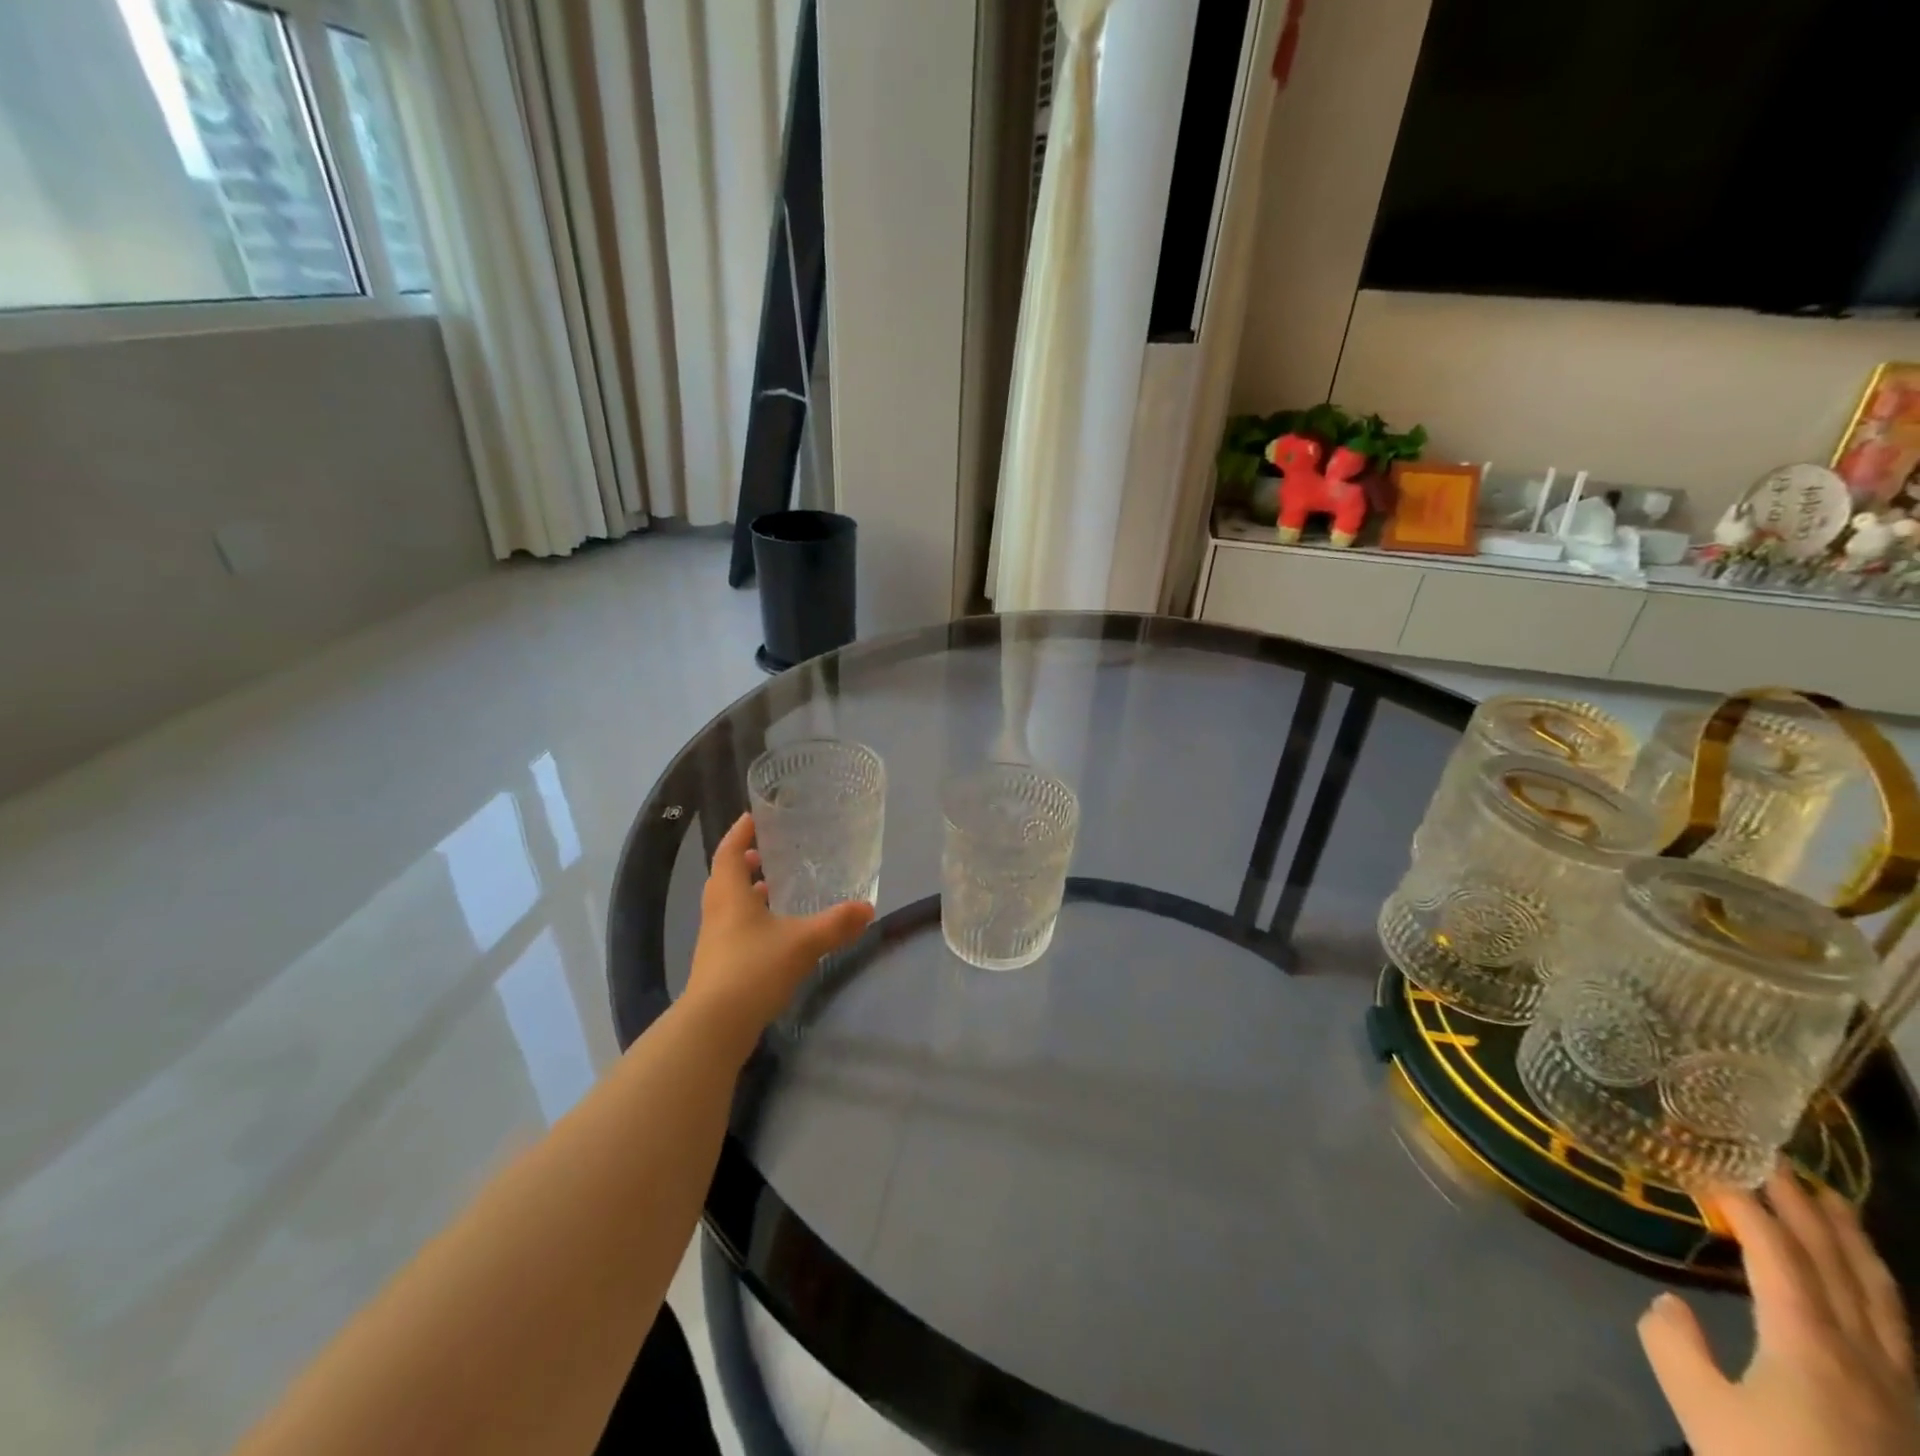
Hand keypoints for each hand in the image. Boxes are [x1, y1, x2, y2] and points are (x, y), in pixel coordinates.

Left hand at [679, 813, 873, 1054]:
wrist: (714, 1026)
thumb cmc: (753, 969)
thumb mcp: (803, 943)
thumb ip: (836, 924)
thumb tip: (868, 909)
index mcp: (730, 894)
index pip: (729, 852)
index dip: (740, 833)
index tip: (753, 817)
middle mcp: (717, 912)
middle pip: (725, 877)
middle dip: (744, 862)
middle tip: (767, 853)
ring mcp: (714, 940)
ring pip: (728, 905)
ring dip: (746, 892)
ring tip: (773, 889)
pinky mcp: (717, 965)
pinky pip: (732, 929)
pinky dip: (750, 919)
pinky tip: (774, 932)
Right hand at [1639, 1165, 1919, 1455]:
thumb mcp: (1701, 1409)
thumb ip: (1673, 1344)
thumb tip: (1670, 1304)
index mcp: (1809, 1344)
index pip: (1778, 1255)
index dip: (1747, 1208)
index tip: (1712, 1171)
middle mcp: (1864, 1357)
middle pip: (1839, 1268)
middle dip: (1808, 1210)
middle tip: (1780, 1162)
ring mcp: (1900, 1390)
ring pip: (1883, 1300)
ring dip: (1854, 1244)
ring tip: (1835, 1204)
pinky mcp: (1912, 1414)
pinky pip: (1899, 1332)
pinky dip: (1878, 1289)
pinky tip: (1869, 1286)